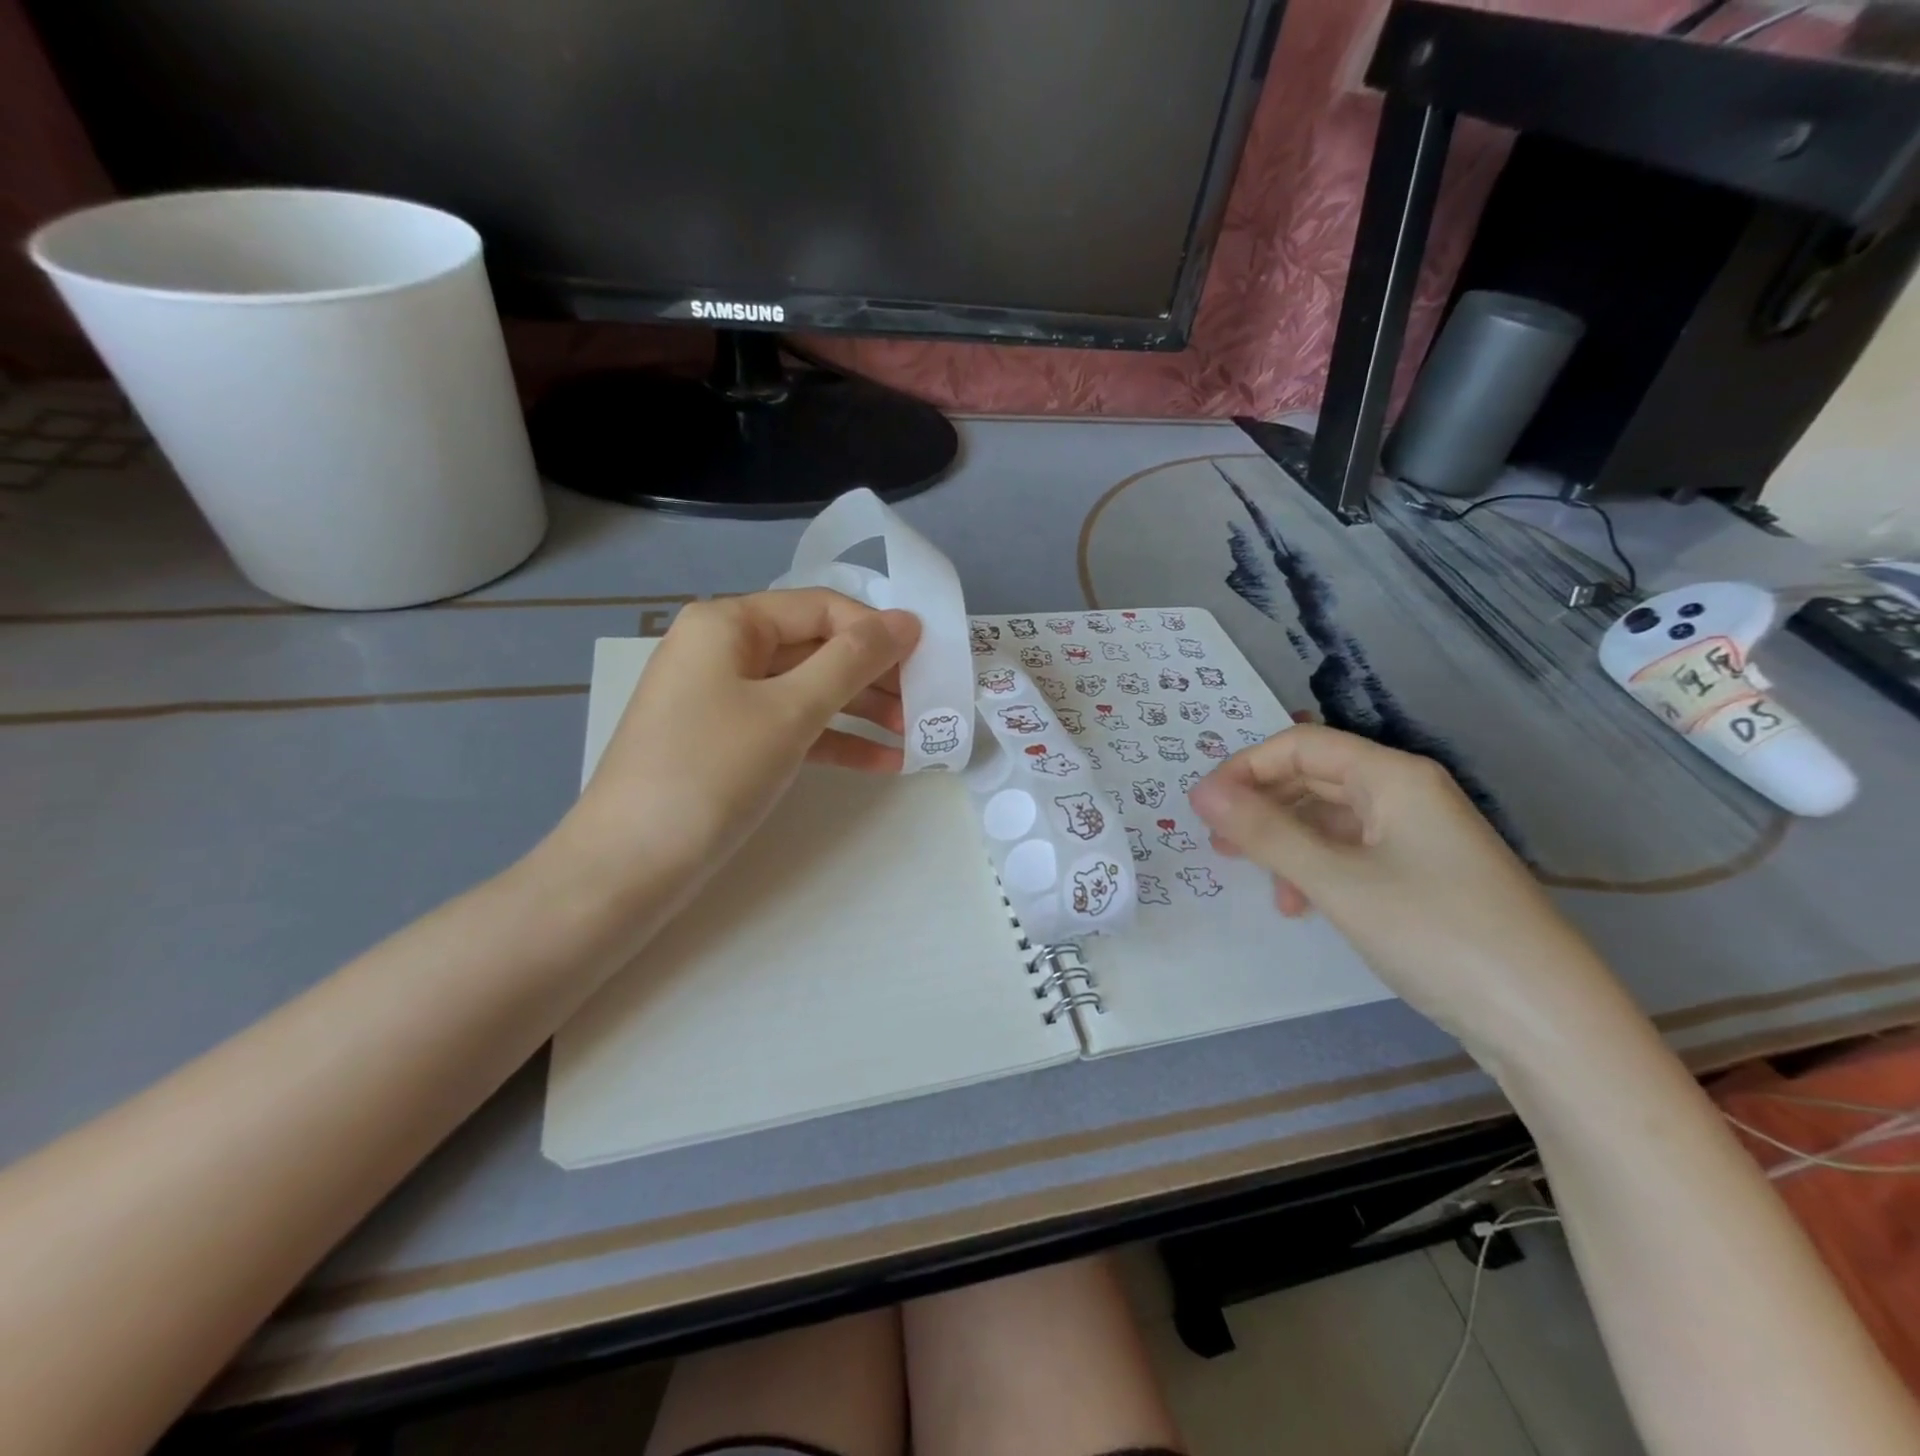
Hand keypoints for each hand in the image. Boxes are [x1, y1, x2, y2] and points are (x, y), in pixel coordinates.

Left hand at [561, 589, 920, 881]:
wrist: (628, 866)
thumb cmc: (711, 772)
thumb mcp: (790, 710)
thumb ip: (853, 661)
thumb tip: (906, 621)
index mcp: (728, 623)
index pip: (821, 608)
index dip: (878, 631)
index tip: (930, 661)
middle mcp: (723, 649)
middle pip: (816, 648)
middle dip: (874, 676)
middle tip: (925, 706)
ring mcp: (723, 698)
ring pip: (808, 690)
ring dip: (862, 711)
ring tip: (914, 738)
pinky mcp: (728, 742)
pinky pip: (790, 727)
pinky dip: (833, 741)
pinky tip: (882, 763)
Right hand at [1188, 725, 1613, 1045]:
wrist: (1548, 1023)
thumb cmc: (1436, 934)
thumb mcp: (1336, 881)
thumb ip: (1265, 832)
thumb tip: (1201, 791)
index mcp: (1393, 777)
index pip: (1301, 746)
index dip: (1245, 769)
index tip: (1204, 809)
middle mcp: (1408, 794)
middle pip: (1315, 779)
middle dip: (1262, 807)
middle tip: (1219, 845)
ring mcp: (1420, 837)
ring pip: (1332, 821)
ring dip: (1287, 844)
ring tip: (1260, 883)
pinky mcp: (1426, 876)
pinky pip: (1354, 854)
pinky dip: (1318, 870)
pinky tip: (1304, 906)